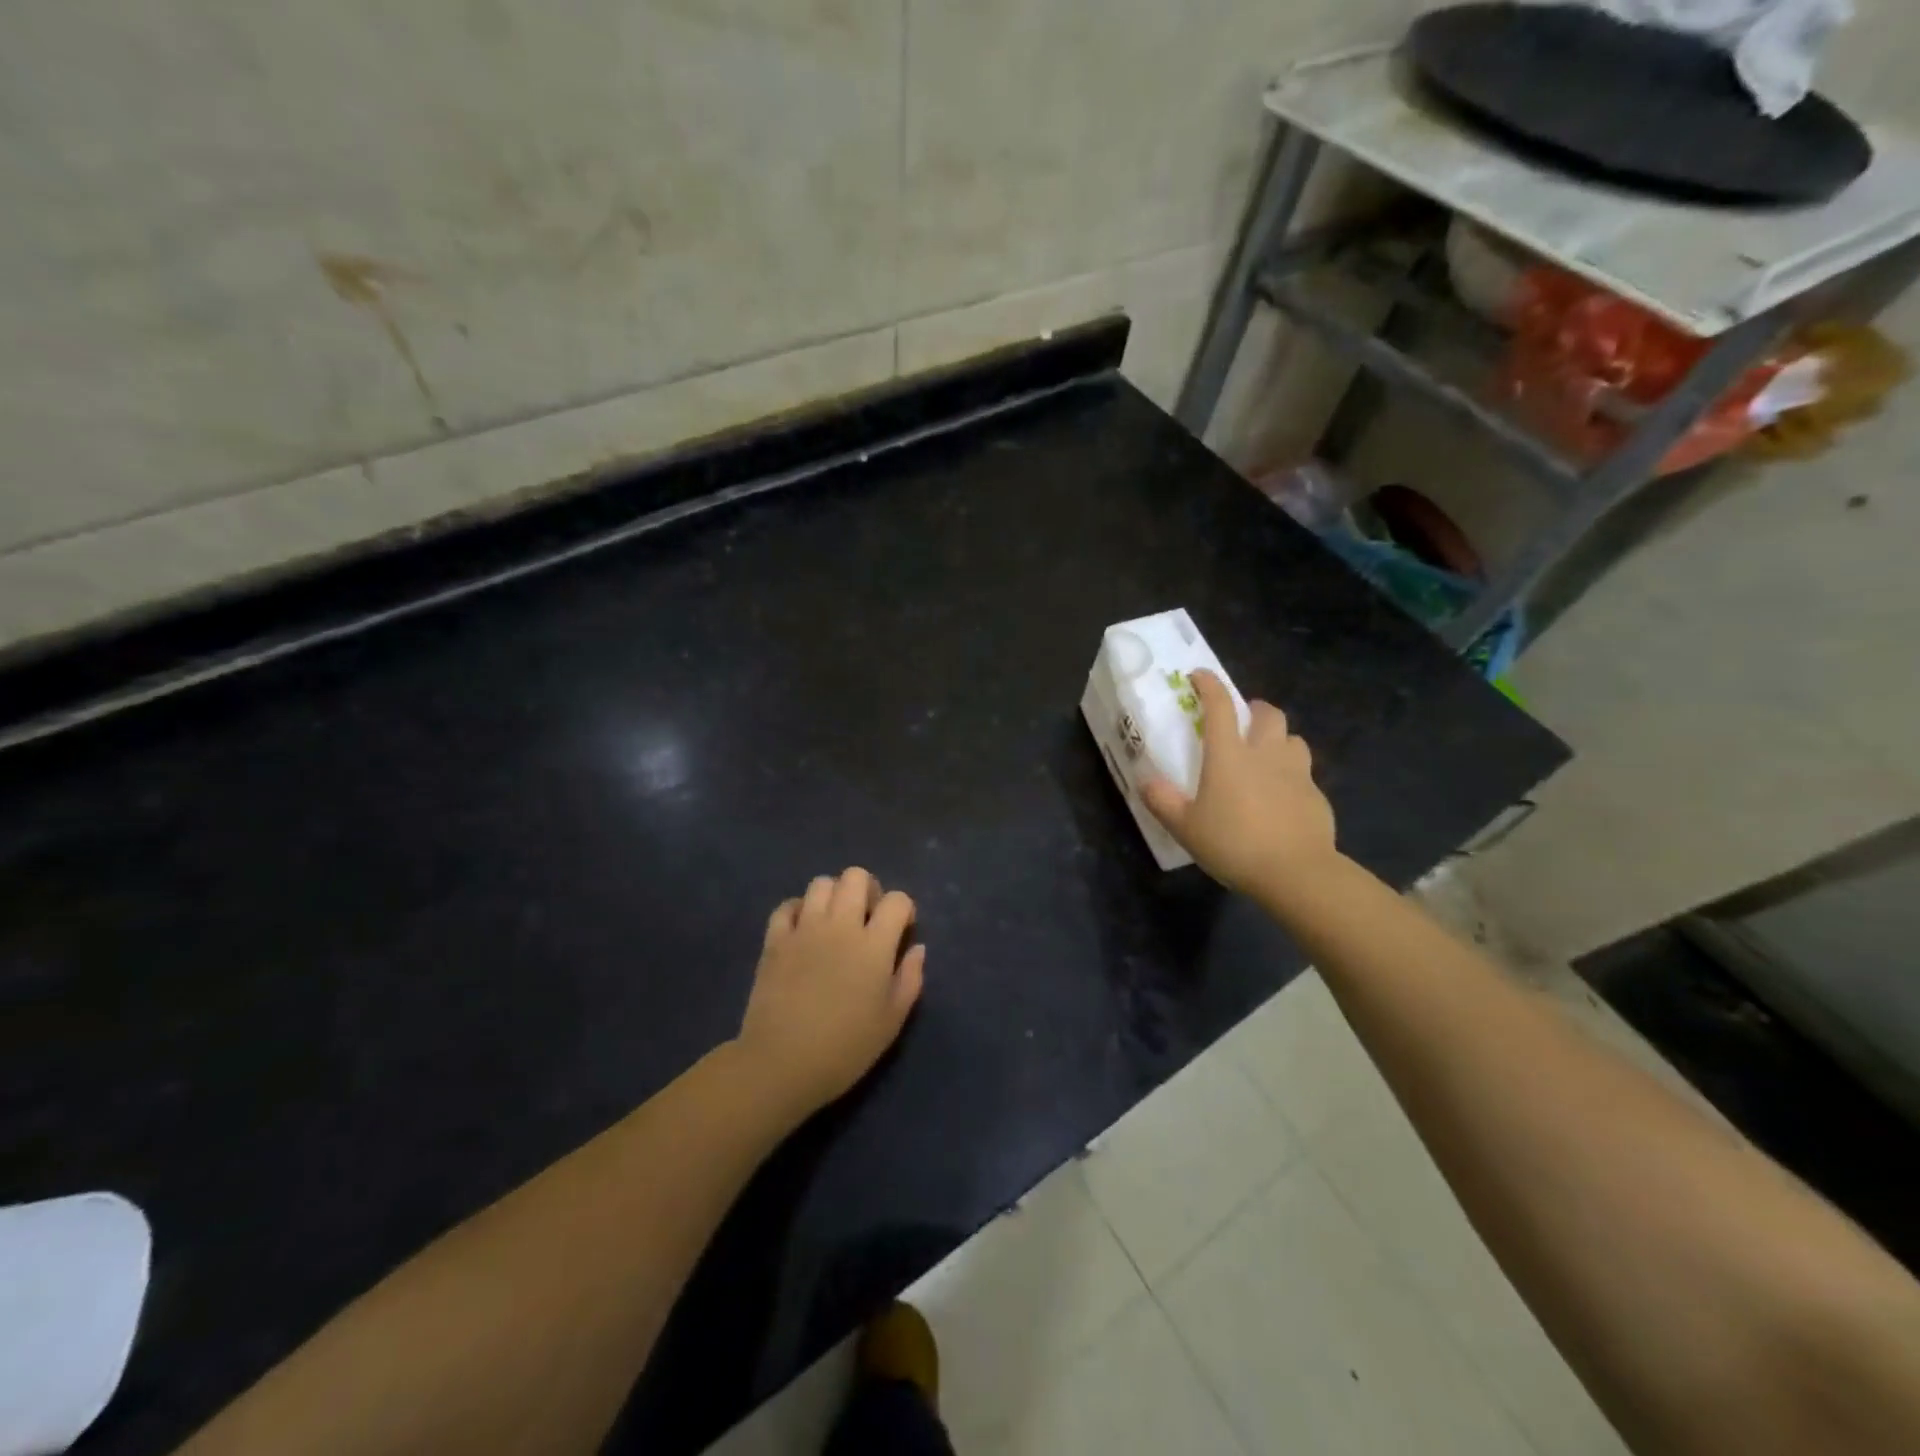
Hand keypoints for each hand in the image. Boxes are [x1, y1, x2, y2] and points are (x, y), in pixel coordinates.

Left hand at [735, 867, 925, 1117]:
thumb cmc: (845, 1048)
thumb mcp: (891, 1021)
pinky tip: (802, 930)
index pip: (897, 900)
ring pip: (821, 883)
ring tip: (834, 922)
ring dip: (833, 896)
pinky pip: (786, 906)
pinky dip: (797, 910)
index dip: (904, 909)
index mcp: (873, 944)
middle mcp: (840, 925)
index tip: (901, 930)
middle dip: (868, 889)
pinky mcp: (775, 940)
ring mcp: (804, 929)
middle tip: (867, 918)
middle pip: (856, 877)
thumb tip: (917, 948)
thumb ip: (910, 979)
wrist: (782, 1064)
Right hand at [1142, 669, 1339, 898]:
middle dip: (1254, 709)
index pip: (1219, 707)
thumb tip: (1146, 782)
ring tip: (1266, 756)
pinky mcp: (1317, 797)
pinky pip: (1304, 774)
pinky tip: (1282, 798)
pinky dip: (1291, 776)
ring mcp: (1297, 773)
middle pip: (1268, 714)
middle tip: (1242, 720)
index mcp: (1229, 755)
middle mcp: (1265, 754)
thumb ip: (1163, 801)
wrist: (1297, 873)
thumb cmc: (1234, 844)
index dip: (1209, 685)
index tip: (1199, 676)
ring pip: (1293, 739)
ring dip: (1279, 739)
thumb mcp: (1185, 827)